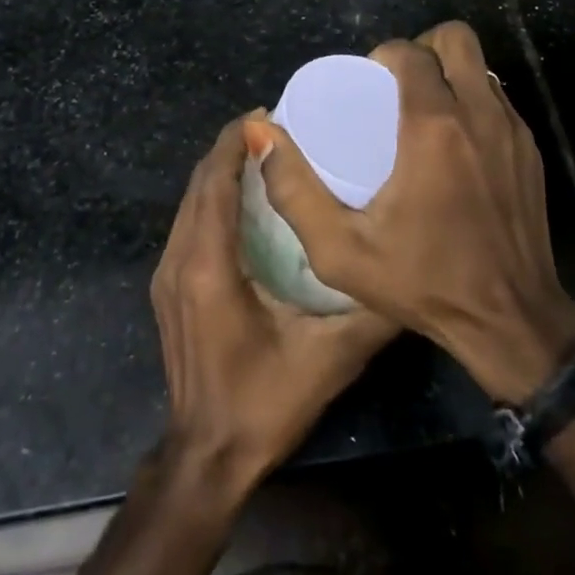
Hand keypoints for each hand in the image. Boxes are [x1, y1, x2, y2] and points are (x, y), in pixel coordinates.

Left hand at [151, 112, 397, 500]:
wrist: (205, 461)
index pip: (215, 180)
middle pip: (199, 181)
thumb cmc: (264, 404)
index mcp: (209, 265)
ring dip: (220, 170)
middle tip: (275, 128)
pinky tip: (244, 199)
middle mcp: (179, 259)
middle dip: (231, 147)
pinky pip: (187, 222)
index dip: (236, 140)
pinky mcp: (166, 288)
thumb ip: (371, 310)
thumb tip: (408, 269)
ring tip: (263, 154)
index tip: (269, 113)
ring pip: (189, 200)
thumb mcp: (328, 357)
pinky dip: (212, 197)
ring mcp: (165, 274)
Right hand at [256, 21, 574, 402]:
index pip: (412, 52)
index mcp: (434, 127)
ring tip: (424, 110)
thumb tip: (263, 135)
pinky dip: (474, 102)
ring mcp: (513, 131)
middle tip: (399, 84)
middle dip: (425, 48)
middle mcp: (479, 115)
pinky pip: (499, 100)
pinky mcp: (532, 151)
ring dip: (451, 73)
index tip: (370, 81)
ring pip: (481, 66)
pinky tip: (455, 144)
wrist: (512, 324)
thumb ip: (294, 190)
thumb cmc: (423, 283)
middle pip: (457, 38)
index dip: (386, 54)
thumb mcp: (341, 250)